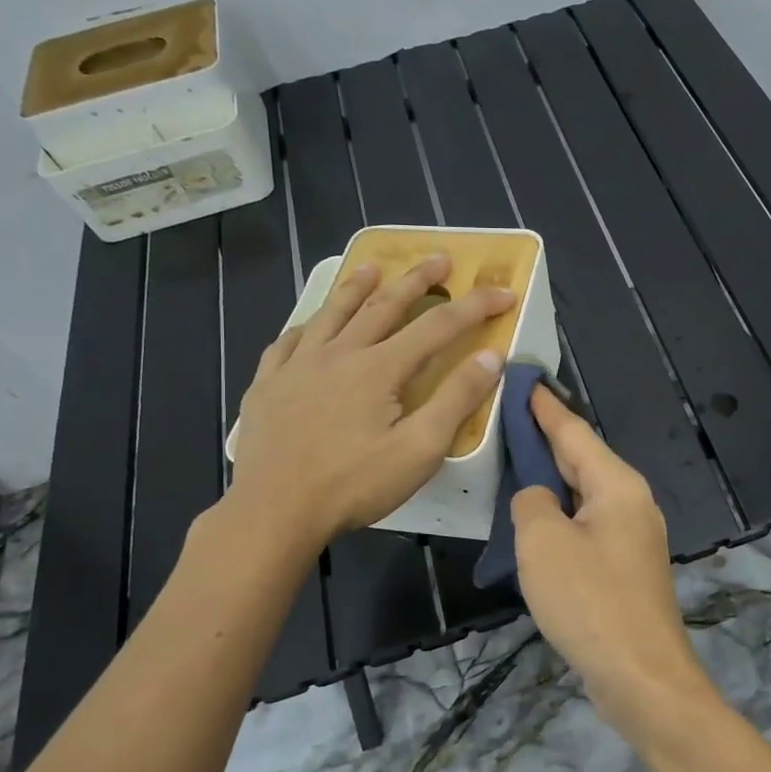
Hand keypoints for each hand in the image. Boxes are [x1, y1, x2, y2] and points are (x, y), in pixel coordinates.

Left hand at [226, 255, 513, 546]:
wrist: (273, 513)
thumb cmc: (353, 485)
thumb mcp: (419, 450)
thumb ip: (456, 400)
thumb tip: (490, 356)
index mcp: (379, 368)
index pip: (438, 327)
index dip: (475, 307)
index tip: (504, 293)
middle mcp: (339, 354)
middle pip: (384, 305)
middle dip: (418, 280)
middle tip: (440, 259)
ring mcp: (297, 366)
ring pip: (332, 313)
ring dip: (357, 287)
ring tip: (372, 266)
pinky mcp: (267, 385)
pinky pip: (287, 342)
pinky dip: (305, 326)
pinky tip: (309, 326)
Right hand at [512, 387, 715, 735]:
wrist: (641, 676)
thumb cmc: (589, 601)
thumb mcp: (542, 543)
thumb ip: (532, 502)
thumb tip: (538, 496)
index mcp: (617, 485)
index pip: (573, 431)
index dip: (544, 406)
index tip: (523, 379)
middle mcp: (631, 501)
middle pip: (582, 459)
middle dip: (546, 440)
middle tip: (506, 419)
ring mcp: (632, 535)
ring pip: (583, 494)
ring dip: (551, 480)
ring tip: (513, 463)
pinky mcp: (626, 567)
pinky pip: (586, 525)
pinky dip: (560, 515)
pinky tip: (535, 520)